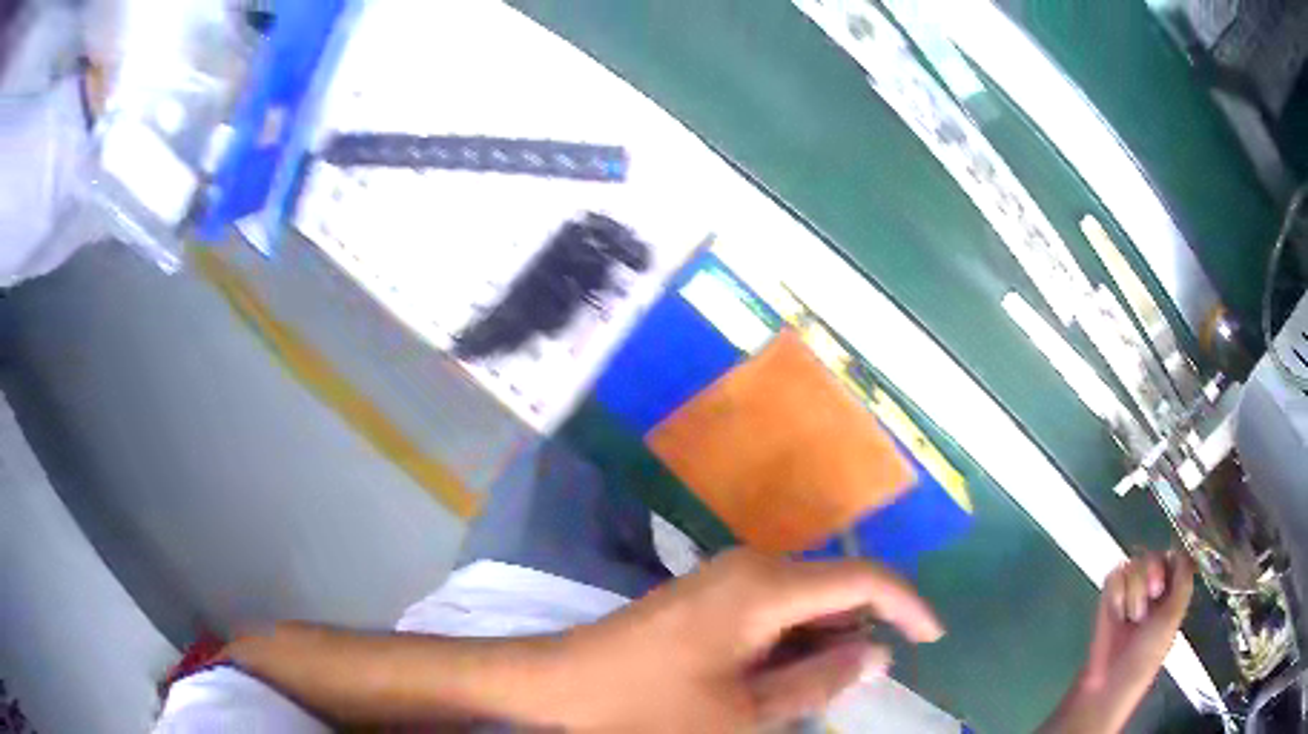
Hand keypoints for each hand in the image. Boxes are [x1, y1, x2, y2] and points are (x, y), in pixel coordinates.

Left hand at [550, 547, 943, 732]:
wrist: (563, 683)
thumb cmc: (650, 707)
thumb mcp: (744, 713)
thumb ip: (819, 681)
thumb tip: (878, 653)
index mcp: (767, 586)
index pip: (865, 578)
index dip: (909, 605)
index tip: (933, 639)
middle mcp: (753, 565)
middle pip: (835, 589)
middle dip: (856, 634)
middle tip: (847, 687)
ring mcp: (727, 576)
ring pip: (805, 602)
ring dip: (820, 643)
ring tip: (798, 694)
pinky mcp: (710, 594)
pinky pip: (774, 609)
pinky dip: (790, 642)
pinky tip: (769, 680)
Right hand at [1041, 551, 1195, 733]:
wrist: (1109, 681)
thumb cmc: (1146, 656)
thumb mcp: (1172, 619)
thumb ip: (1183, 582)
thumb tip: (1183, 550)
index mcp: (1171, 595)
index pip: (1175, 559)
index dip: (1172, 560)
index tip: (1169, 577)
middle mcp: (1151, 591)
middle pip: (1155, 555)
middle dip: (1153, 572)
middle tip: (1153, 594)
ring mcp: (1128, 594)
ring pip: (1135, 563)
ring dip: (1135, 589)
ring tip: (1131, 616)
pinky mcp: (1107, 598)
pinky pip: (1114, 575)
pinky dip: (1117, 592)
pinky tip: (1117, 612)